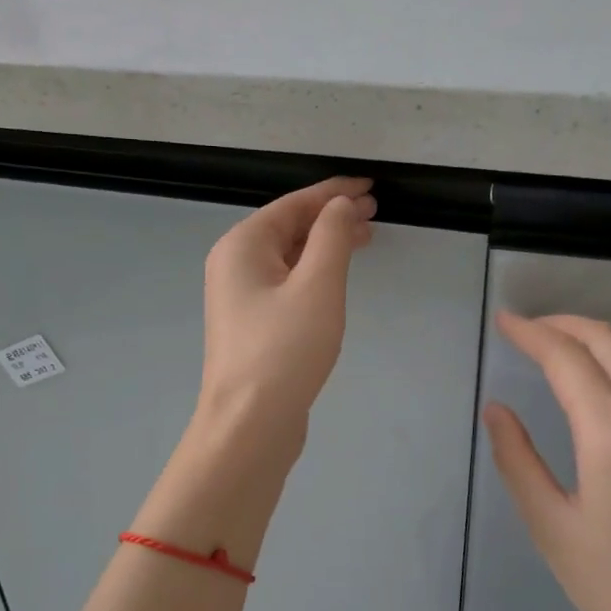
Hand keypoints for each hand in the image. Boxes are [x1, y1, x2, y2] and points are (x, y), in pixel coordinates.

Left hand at [197, 176, 375, 441]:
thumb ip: (332, 236)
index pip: (294, 204)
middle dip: (332, 217)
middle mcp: (234, 264)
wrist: (250, 424)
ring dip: (326, 244)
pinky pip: (286, 282)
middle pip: (289, 227)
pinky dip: (314, 272)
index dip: (334, 192)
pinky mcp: (252, 324)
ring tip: (365, 240)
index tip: (371, 186)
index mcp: (242, 245)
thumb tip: (340, 204)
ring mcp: (240, 296)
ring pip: (289, 256)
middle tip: (375, 214)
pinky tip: (336, 278)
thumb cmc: (285, 350)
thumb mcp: (317, 285)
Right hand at [483, 312, 610, 610]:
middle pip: (607, 341)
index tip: (503, 322)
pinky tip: (603, 373)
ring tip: (561, 340)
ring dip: (597, 332)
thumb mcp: (551, 528)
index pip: (568, 359)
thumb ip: (518, 461)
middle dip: (562, 323)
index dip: (531, 334)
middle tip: (525, 328)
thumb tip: (496, 410)